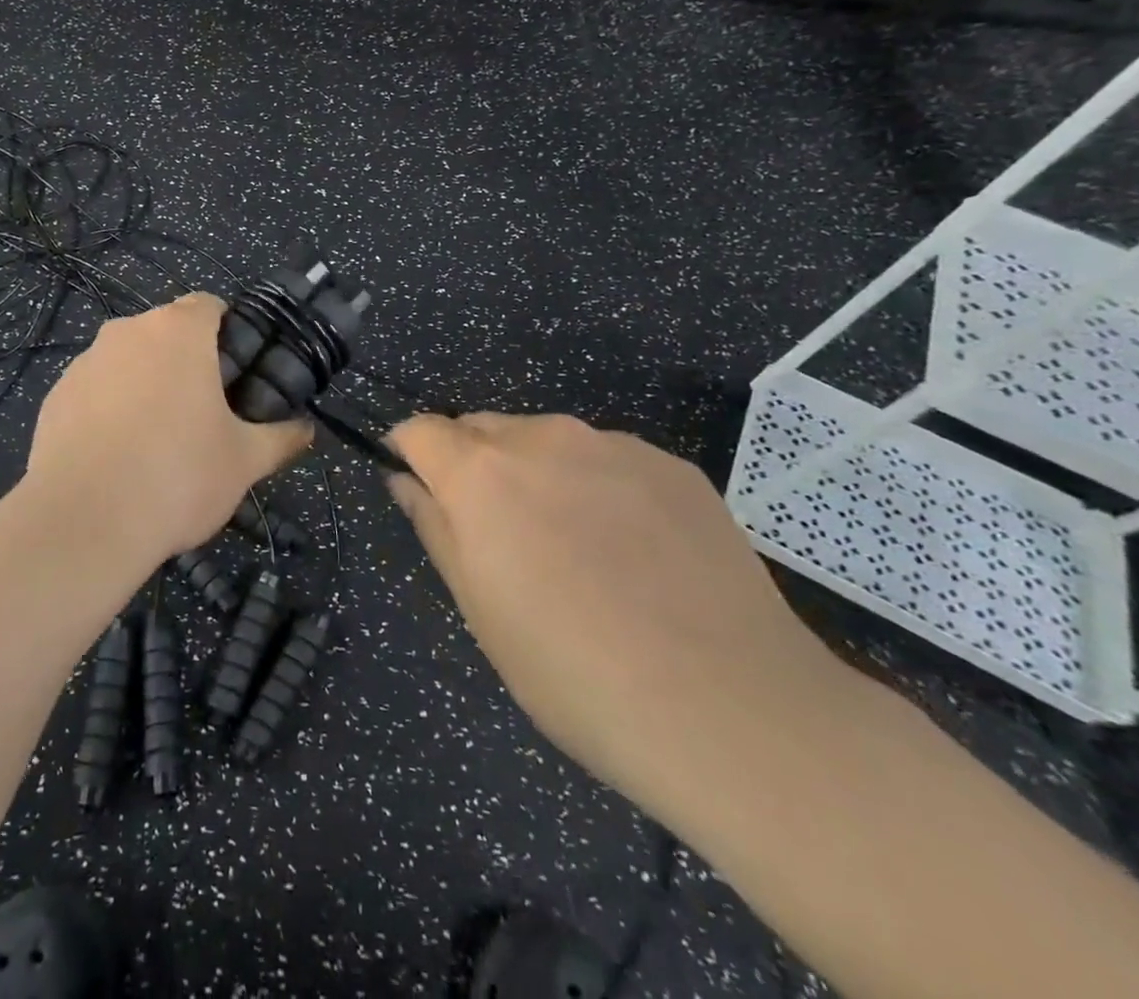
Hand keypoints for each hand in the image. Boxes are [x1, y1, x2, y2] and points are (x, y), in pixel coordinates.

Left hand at [26, 294, 310, 564]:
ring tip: (156, 441)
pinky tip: (116, 456)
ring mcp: (84, 362)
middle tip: (204, 412)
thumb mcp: (244, 462)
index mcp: (177, 331)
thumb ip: (280, 438)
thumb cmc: (178, 477)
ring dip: (145, 384)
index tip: (236, 372)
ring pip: (127, 360)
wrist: (83, 522)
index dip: (228, 332)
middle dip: (186, 362)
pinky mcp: (54, 396)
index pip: (209, 306)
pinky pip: (94, 390)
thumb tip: (305, 429)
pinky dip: (108, 409)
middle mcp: (127, 332)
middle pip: (165, 332)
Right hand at [388, 412, 859, 819]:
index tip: (420, 489)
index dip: (411, 454)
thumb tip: (405, 481)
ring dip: (536, 473)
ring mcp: (613, 445)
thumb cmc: (574, 673)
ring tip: (574, 547)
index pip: (421, 429)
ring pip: (546, 440)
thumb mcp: (479, 609)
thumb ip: (434, 527)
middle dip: (472, 464)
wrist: (733, 711)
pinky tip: (634, 551)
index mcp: (480, 474)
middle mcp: (541, 438)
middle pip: (481, 428)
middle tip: (500, 535)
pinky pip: (607, 458)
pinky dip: (597, 485)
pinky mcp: (672, 465)